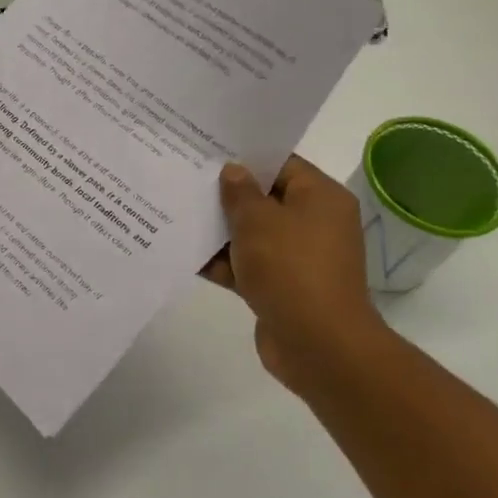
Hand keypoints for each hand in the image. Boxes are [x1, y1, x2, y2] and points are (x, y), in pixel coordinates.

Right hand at [204, 155, 387, 386]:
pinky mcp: (282, 288)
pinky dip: (224, 263)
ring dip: (220, 231)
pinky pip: (249, 266)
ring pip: (253, 235)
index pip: (282, 165)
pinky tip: (187, 256)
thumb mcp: (258, 221)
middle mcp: (314, 224)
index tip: (208, 153)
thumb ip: (240, 193)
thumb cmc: (291, 268)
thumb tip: (233, 171)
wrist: (318, 344)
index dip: (246, 158)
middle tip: (186, 181)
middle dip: (226, 196)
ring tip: (178, 214)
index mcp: (320, 198)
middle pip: (265, 200)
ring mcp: (299, 258)